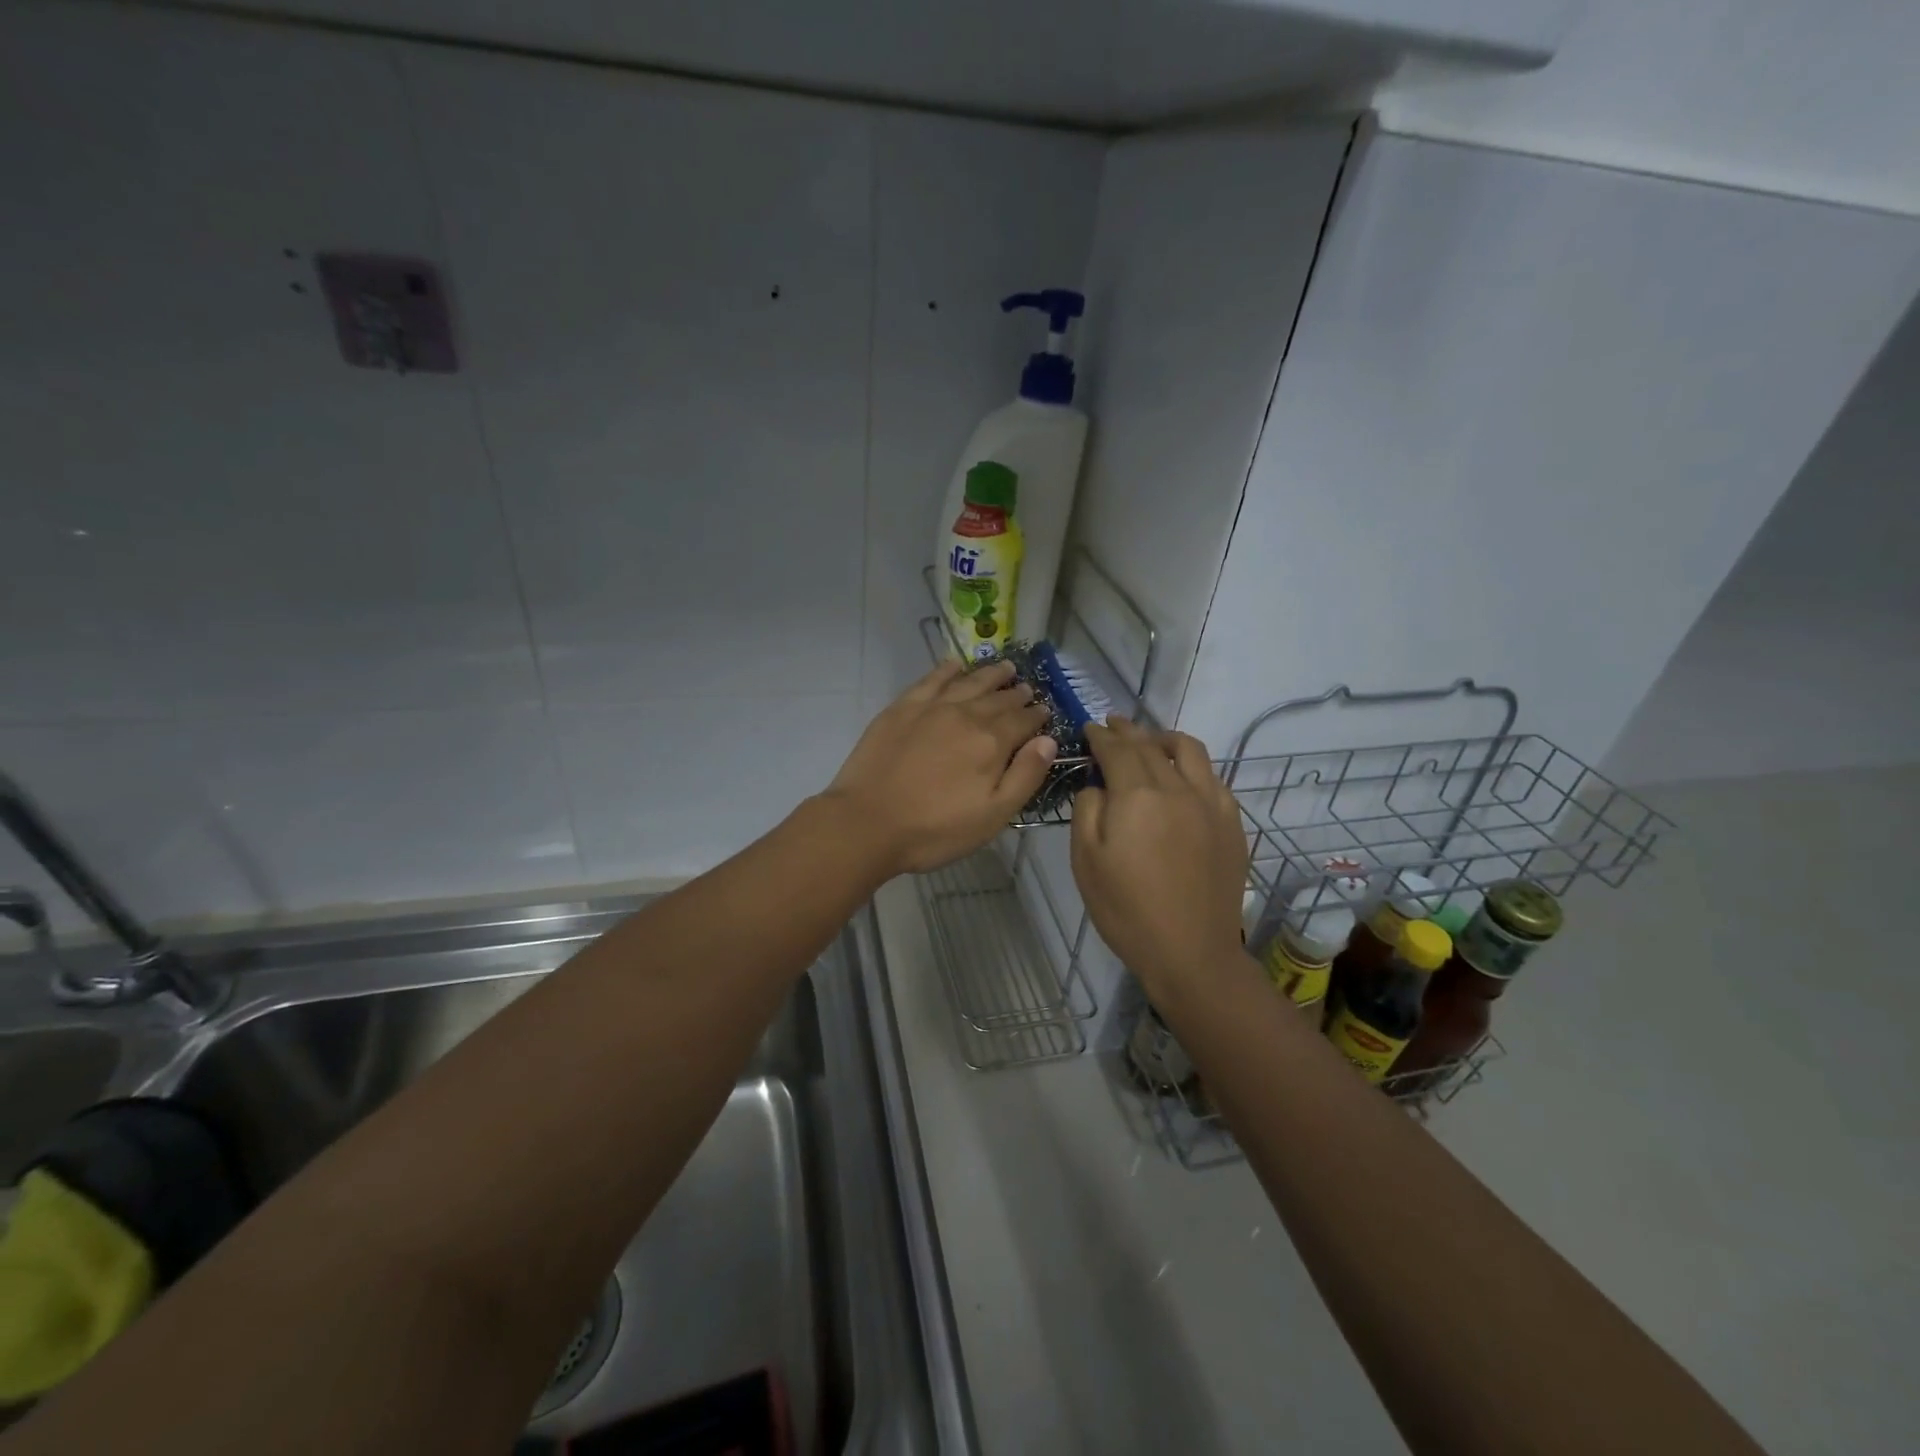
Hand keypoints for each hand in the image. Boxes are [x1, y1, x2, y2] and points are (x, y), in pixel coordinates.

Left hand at [823, 660, 1056, 876]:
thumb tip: (1049, 740)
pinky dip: (947, 669)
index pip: (1024, 721)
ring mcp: (932, 708)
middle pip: (999, 699)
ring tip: (1006, 668)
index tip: (1045, 711)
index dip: (1037, 716)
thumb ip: (1025, 776)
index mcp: (992, 743)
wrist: (867, 823)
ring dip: (990, 674)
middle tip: (1027, 689)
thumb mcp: (993, 815)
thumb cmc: (935, 829)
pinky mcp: (902, 708)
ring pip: (969, 682)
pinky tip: (956, 664)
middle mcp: (966, 715)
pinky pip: (931, 679)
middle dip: (1017, 694)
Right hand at [1070, 719, 1246, 995]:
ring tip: (1151, 741)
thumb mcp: (1086, 861)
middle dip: (1127, 732)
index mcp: (1137, 795)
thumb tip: (1098, 785)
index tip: (1090, 728)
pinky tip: (1183, 778)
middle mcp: (1177, 788)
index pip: (1117, 749)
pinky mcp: (1231, 823)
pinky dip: (1192, 766)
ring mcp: (1210, 803)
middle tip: (1112, 726)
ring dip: (1164, 739)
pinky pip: (1213, 777)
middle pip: (1150, 746)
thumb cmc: (1127, 910)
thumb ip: (1087, 810)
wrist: (1191, 952)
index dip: (1100, 736)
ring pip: (1189, 751)